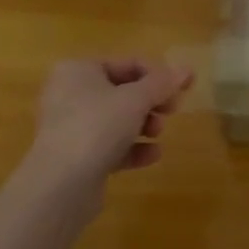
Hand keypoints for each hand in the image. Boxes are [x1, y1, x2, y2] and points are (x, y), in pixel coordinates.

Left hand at [26, 59, 192, 189]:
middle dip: (150, 102)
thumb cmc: (97, 126)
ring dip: (143, 125)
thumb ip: (162, 84)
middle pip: (122, 91)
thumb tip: (187, 69)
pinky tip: (152, 156)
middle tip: (172, 111)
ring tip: (158, 134)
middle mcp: (69, 93)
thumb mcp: (135, 100)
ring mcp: (70, 126)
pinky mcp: (75, 156)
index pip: (126, 64)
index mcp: (78, 70)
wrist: (60, 185)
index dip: (158, 75)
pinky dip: (131, 148)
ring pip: (116, 119)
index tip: (182, 89)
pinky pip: (109, 145)